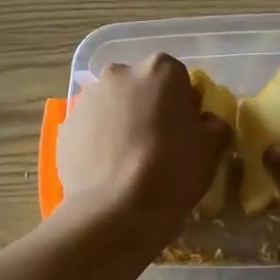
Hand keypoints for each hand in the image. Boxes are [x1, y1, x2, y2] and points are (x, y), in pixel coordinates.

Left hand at [57, 54, 231, 244]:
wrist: (117, 209)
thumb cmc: (172, 170)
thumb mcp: (212, 148)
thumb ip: (214, 125)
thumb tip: (205, 122)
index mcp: (160, 69)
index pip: (177, 78)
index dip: (184, 104)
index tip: (186, 131)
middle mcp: (119, 74)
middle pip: (140, 87)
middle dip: (148, 108)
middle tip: (159, 144)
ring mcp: (87, 100)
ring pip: (112, 107)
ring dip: (121, 123)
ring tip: (130, 162)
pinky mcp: (66, 128)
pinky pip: (90, 130)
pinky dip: (99, 143)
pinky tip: (109, 170)